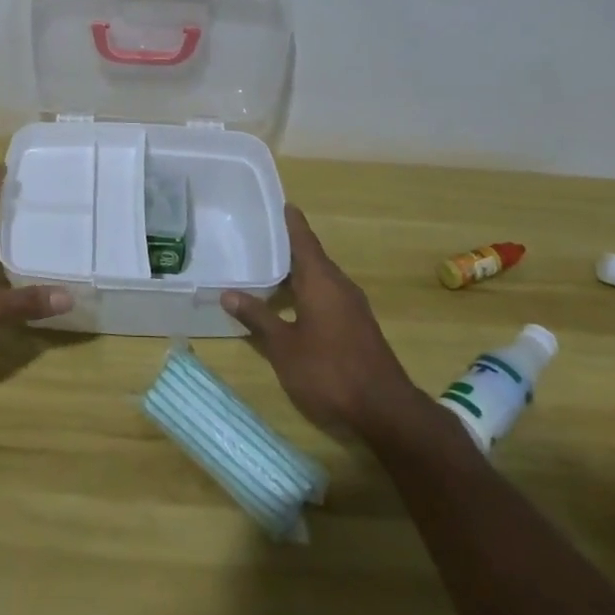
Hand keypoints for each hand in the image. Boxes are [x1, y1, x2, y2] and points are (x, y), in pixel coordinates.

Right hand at [222, 206, 429, 438]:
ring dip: (297, 272)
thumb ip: (258, 318)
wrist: (385, 411)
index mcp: (321, 280)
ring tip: (267, 268)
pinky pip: (328, 295)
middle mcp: (339, 285)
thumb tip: (228, 293)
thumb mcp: (283, 346)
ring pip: (320, 278)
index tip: (279, 203)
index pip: (303, 239)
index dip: (290, 221)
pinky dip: (307, 291)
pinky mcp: (358, 326)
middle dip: (287, 248)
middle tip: (258, 238)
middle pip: (311, 257)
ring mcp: (352, 307)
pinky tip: (291, 303)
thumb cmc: (329, 371)